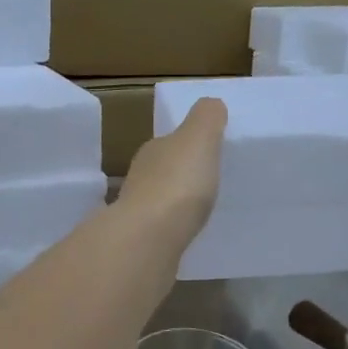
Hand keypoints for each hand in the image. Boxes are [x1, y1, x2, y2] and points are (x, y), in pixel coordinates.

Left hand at [117, 98, 226, 247]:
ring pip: (159, 202)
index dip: (186, 146)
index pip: (168, 143)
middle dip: (180, 176)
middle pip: (162, 172)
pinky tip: (187, 234)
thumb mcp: (198, 138)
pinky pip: (162, 231)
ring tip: (200, 210)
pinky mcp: (142, 244)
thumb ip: (206, 118)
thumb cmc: (177, 183)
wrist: (149, 239)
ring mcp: (137, 214)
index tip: (206, 154)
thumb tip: (210, 104)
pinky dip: (173, 229)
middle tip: (207, 183)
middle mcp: (139, 179)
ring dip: (176, 204)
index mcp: (152, 152)